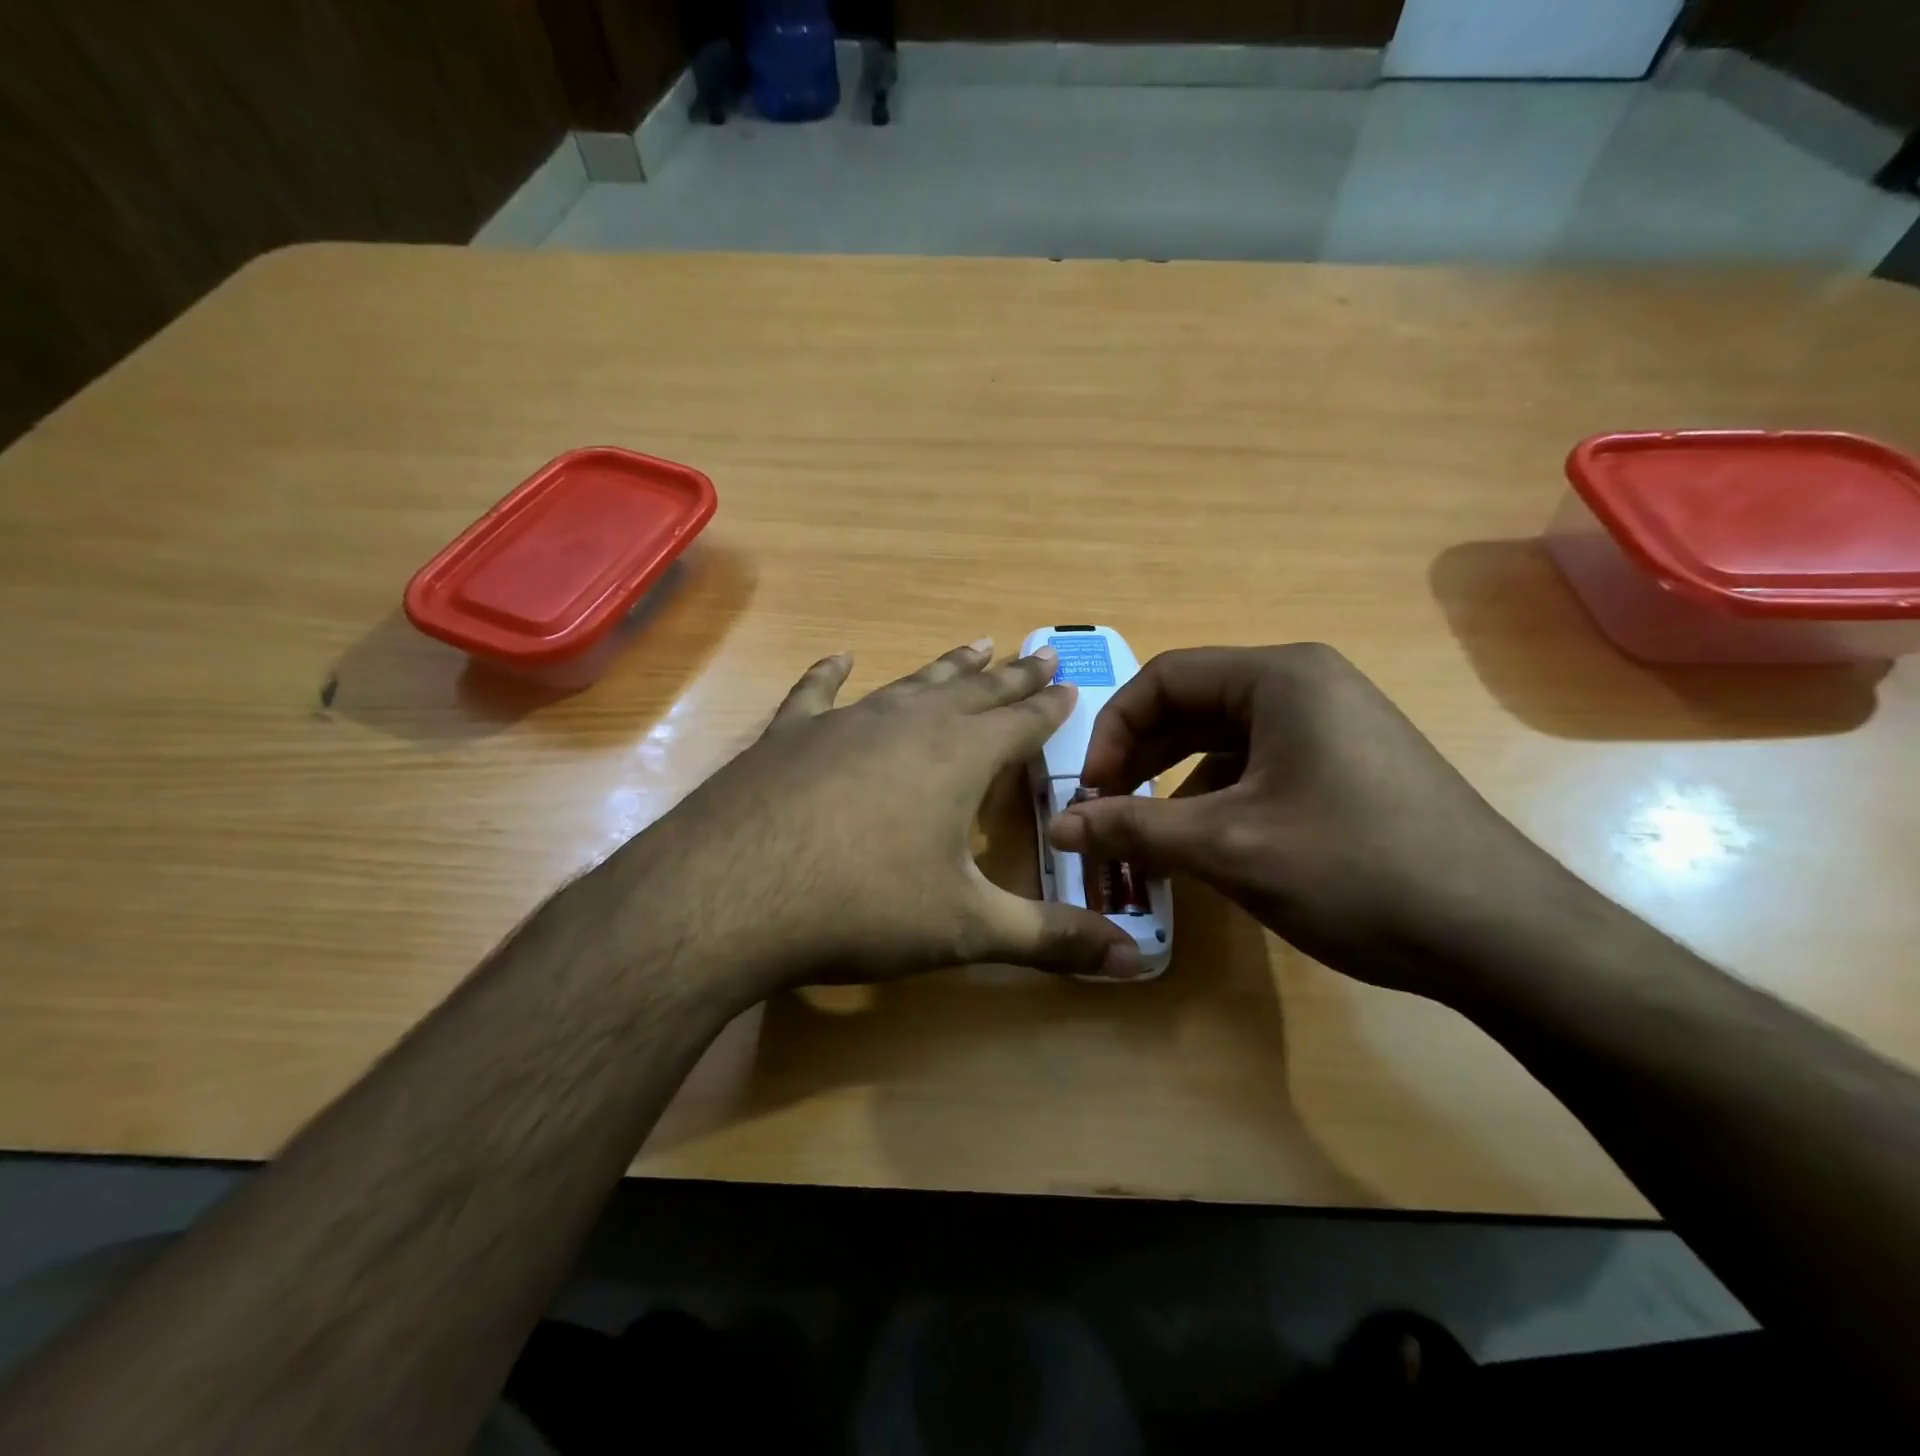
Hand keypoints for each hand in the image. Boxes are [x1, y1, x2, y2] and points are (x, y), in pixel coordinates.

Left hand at [615, 641, 1144, 997]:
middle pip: (974, 691)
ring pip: (910, 684)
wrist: (731, 896)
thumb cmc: (863, 909)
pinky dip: (831, 674)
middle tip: (1039, 653)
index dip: (1048, 707)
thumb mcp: (967, 930)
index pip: (1020, 723)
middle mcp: (907, 724)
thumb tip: (1132, 960)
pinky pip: (817, 693)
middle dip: (1011, 676)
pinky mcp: (788, 737)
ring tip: (976, 644)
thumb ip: (1051, 940)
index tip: (1068, 684)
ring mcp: (843, 723)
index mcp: (958, 758)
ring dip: (946, 667)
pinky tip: (841, 657)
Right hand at [1047, 643, 1578, 1001]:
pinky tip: (1206, 843)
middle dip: (1141, 757)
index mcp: (1280, 677)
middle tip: (1109, 812)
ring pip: (1225, 739)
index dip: (1114, 731)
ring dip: (1175, 781)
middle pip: (1193, 705)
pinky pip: (1261, 764)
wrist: (1501, 937)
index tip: (1092, 791)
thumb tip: (1059, 827)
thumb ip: (1134, 828)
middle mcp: (1308, 685)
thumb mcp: (1228, 847)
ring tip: (1148, 835)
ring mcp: (1335, 725)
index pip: (1164, 678)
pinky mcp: (1350, 765)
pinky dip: (1218, 796)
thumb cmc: (1355, 870)